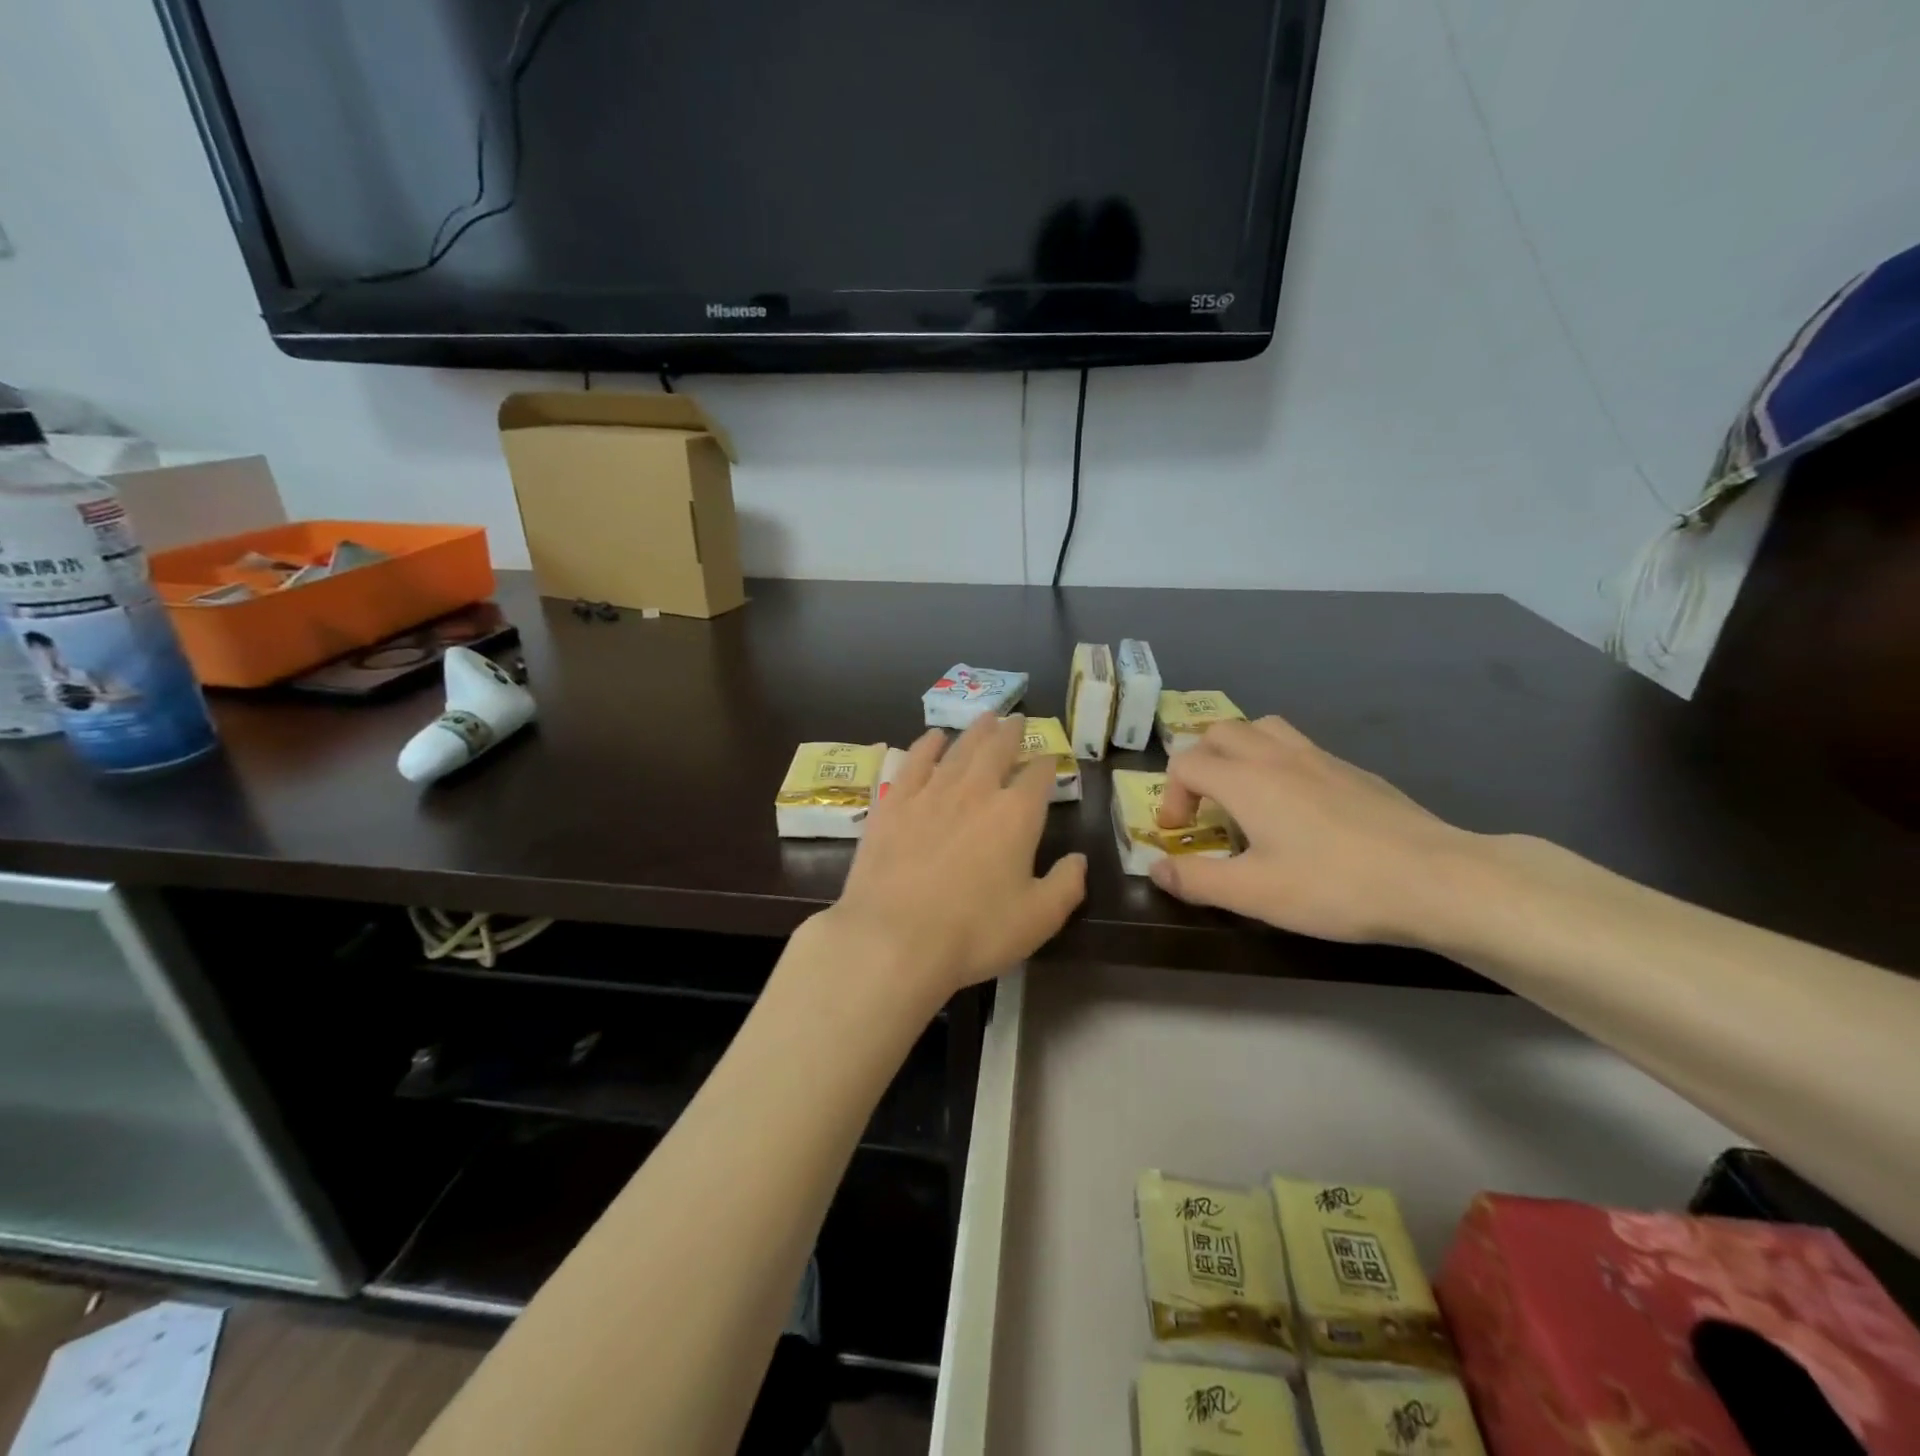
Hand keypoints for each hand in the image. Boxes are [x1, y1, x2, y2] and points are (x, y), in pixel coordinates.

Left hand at [820, 714, 1086, 1009]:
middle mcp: (975, 791)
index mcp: (1016, 815)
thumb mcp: (1038, 919)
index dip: (1047, 763)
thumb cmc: (974, 932)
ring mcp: (931, 792)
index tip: (1049, 756)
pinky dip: (926, 745)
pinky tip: (932, 737)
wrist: (894, 938)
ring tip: (985, 717)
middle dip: (1010, 733)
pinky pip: (913, 762)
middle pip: (996, 750)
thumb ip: (1066, 885)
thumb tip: (1078, 859)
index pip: (1038, 776)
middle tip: (1016, 719)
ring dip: (974, 731)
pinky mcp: (893, 803)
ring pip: (958, 749)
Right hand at [1152, 716, 1480, 944]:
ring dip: (1238, 751)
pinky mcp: (1353, 770)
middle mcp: (1277, 756)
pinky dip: (1278, 762)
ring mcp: (1320, 757)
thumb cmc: (1334, 886)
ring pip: (1262, 728)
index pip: (1186, 763)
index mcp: (1246, 780)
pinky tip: (1298, 807)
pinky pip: (1299, 747)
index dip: (1172, 796)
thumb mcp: (1254, 894)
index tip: (1180, 834)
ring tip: (1244, 792)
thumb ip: (1196, 879)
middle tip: (1206, 807)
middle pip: (1219, 732)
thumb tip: (1156, 867)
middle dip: (1199, 763)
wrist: (1435, 878)